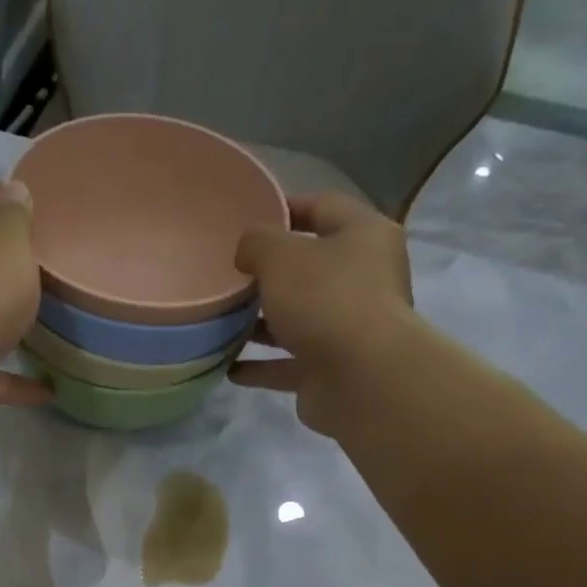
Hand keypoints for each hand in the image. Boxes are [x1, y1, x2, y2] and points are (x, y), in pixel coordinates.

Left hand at [0, 182, 50, 431]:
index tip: (36, 204)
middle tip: (52, 265)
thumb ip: (14, 217)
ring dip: (12, 325)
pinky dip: (23, 382)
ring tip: (53, 324)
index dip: (3, 199)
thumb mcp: (6, 242)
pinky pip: (0, 377)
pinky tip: (51, 386)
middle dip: (8, 266)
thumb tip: (12, 189)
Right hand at [231, 192, 418, 436]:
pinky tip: (228, 367)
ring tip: (222, 321)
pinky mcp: (330, 370)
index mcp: (363, 236)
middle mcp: (362, 280)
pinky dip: (260, 366)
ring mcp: (347, 329)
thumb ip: (257, 243)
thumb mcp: (280, 257)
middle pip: (310, 268)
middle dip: (269, 273)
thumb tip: (248, 252)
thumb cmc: (325, 301)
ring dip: (261, 323)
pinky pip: (287, 364)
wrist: (360, 379)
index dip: (285, 208)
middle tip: (230, 274)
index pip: (323, 207)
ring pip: (297, 319)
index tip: (247, 217)